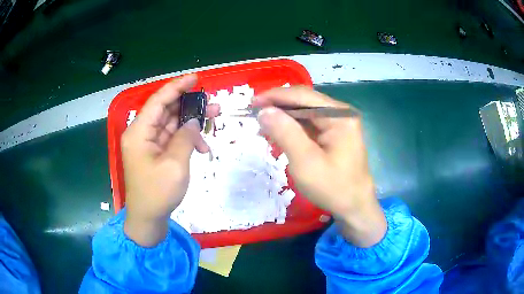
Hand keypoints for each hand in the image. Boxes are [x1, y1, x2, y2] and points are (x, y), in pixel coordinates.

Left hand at [121, 74, 219, 246]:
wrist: (148, 219)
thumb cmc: (158, 193)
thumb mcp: (175, 164)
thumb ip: (186, 137)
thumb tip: (194, 122)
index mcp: (139, 132)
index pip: (158, 100)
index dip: (177, 87)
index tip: (195, 78)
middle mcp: (141, 133)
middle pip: (166, 110)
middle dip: (189, 105)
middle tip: (212, 103)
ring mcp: (148, 144)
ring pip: (171, 124)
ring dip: (191, 122)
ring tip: (213, 119)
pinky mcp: (155, 153)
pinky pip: (172, 138)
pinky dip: (186, 139)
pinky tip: (202, 147)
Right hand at [253, 87, 385, 247]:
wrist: (354, 207)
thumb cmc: (333, 188)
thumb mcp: (305, 162)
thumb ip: (285, 133)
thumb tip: (264, 110)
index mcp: (340, 116)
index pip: (304, 96)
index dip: (276, 96)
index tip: (252, 102)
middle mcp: (341, 114)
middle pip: (305, 101)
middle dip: (279, 106)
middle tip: (254, 113)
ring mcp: (339, 124)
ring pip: (305, 112)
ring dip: (284, 117)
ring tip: (262, 124)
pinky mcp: (334, 134)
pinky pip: (309, 125)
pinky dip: (292, 128)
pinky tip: (279, 133)